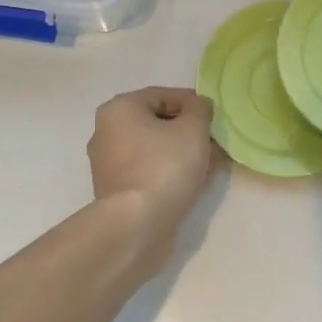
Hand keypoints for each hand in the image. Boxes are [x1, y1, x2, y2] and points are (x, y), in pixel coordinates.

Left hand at [87, 87, 220, 266]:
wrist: (137, 225)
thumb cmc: (164, 166)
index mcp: (119, 110)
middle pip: (157, 123)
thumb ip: (200, 109)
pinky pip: (149, 172)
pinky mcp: (117, 192)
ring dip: (182, 152)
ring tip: (212, 163)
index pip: (162, 95)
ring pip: (154, 149)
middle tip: (215, 141)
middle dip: (189, 130)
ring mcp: (109, 165)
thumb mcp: (193, 128)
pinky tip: (196, 181)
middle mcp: (107, 133)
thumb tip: (198, 106)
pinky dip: (171, 172)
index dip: (192, 103)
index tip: (214, 116)